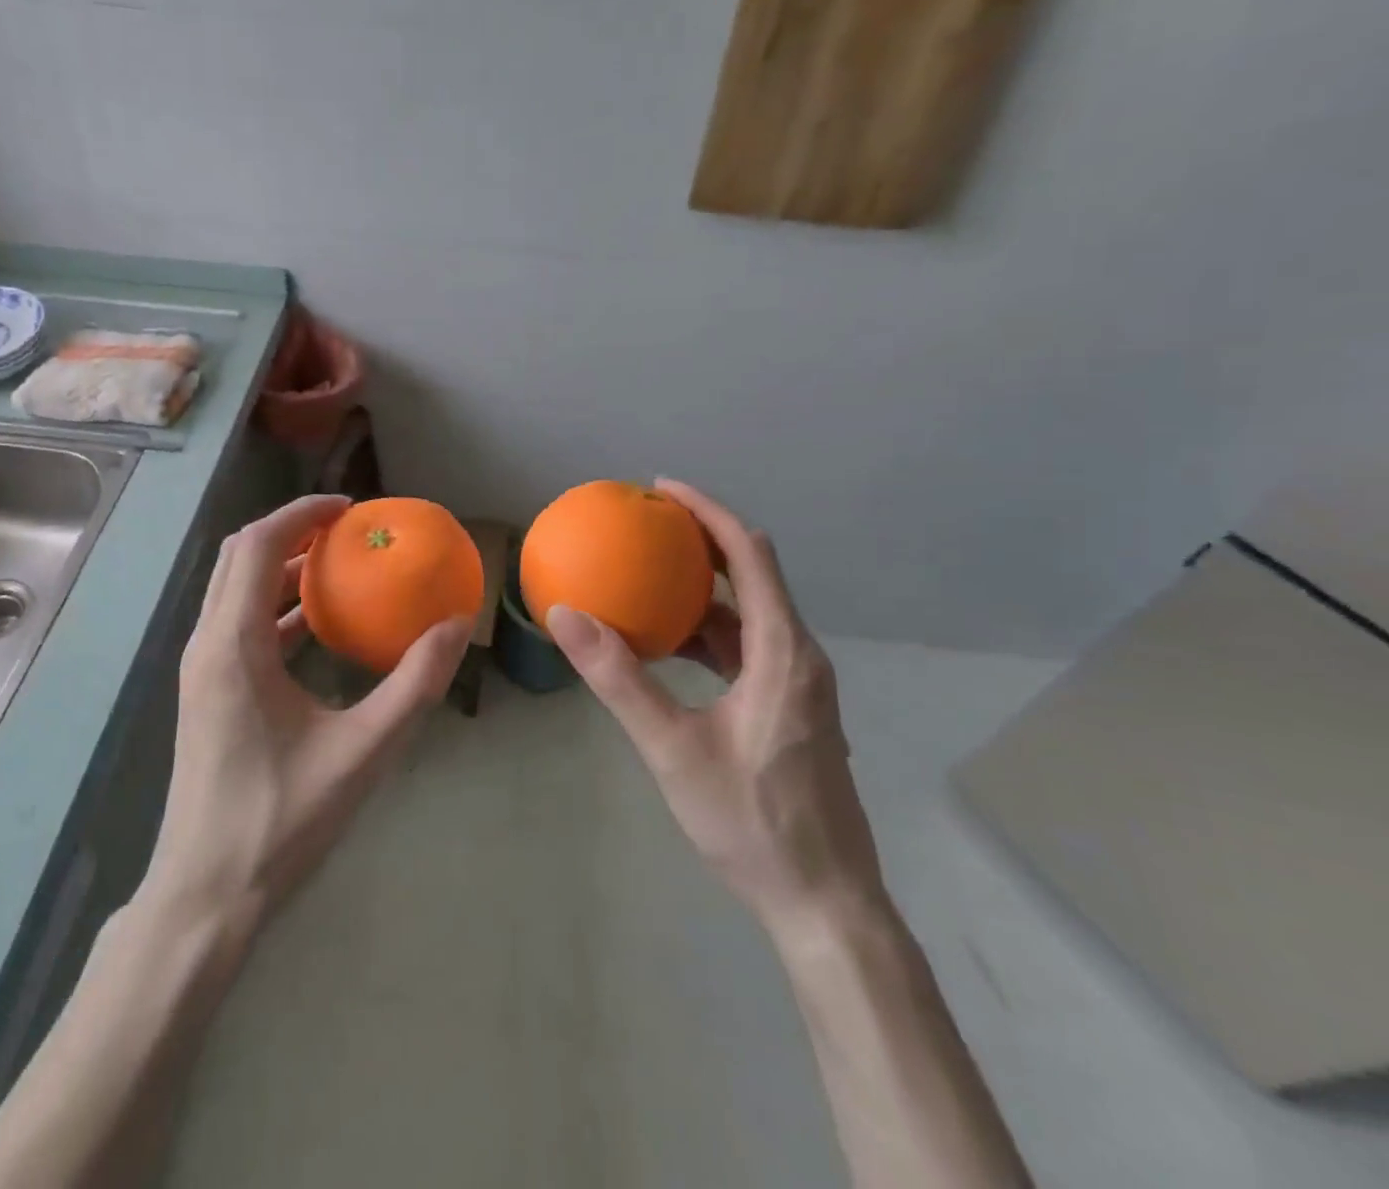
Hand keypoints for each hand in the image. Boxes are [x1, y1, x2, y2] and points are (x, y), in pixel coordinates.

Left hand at [145, 494, 473, 933]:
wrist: (206, 895)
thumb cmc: (281, 819)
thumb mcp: (363, 750)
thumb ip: (414, 685)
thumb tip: (456, 626)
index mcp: (232, 646)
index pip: (255, 546)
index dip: (300, 514)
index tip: (349, 508)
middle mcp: (207, 645)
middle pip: (239, 559)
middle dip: (290, 533)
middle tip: (347, 531)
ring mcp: (202, 671)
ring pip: (235, 592)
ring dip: (281, 569)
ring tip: (338, 567)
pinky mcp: (208, 694)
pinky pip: (238, 626)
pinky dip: (275, 608)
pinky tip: (318, 627)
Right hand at [546, 480, 885, 932]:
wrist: (825, 903)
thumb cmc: (753, 822)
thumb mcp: (674, 748)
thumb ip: (619, 680)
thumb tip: (566, 615)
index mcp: (783, 653)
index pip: (750, 555)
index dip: (709, 512)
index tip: (662, 488)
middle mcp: (800, 656)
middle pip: (754, 574)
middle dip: (704, 541)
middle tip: (648, 527)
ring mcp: (800, 685)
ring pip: (750, 614)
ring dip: (703, 591)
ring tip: (649, 579)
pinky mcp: (792, 709)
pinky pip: (748, 648)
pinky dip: (708, 633)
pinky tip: (668, 648)